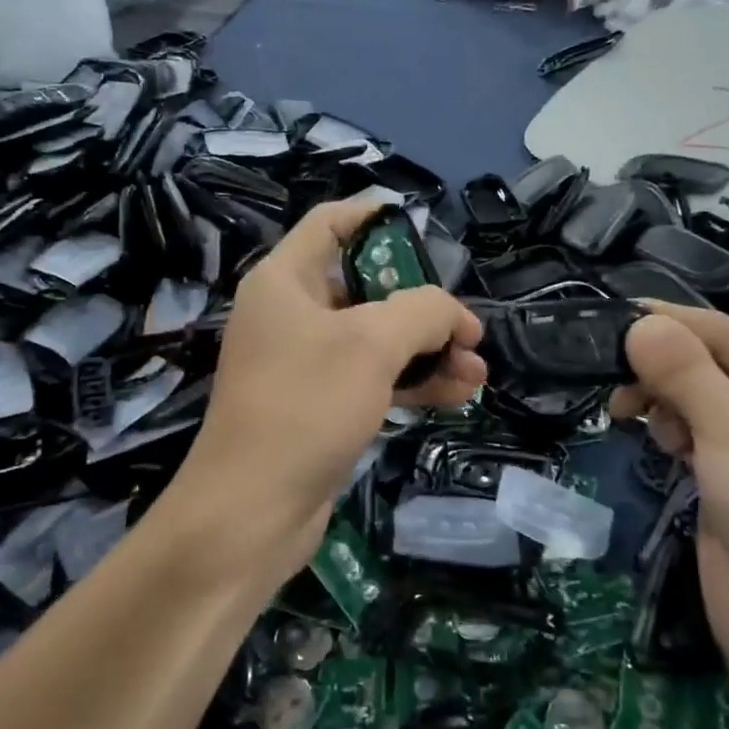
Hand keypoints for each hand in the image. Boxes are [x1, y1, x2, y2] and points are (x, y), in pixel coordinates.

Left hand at [173, 198, 485, 588]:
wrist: (251, 512)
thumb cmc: (305, 407)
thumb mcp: (372, 345)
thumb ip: (423, 311)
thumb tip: (455, 315)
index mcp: (286, 281)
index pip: (331, 223)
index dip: (377, 216)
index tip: (426, 228)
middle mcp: (292, 314)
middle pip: (366, 286)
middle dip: (422, 304)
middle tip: (467, 327)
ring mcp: (305, 363)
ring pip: (377, 339)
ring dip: (428, 350)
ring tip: (478, 368)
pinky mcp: (319, 406)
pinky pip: (372, 379)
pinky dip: (412, 382)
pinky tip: (459, 394)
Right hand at [611, 303, 728, 702]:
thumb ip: (682, 370)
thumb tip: (639, 322)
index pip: (725, 333)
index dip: (666, 324)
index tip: (607, 320)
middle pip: (709, 366)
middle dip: (662, 372)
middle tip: (617, 388)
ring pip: (698, 402)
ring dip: (664, 404)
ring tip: (636, 420)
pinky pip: (696, 440)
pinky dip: (672, 434)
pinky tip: (660, 446)